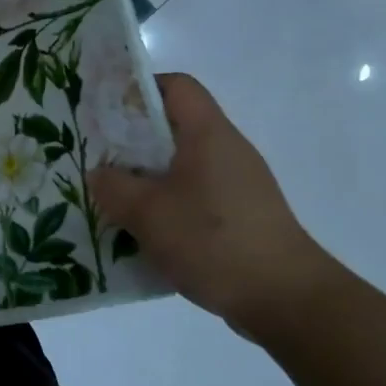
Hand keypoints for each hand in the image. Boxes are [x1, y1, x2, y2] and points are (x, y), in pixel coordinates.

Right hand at [90, 73, 338, 336]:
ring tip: (115, 199)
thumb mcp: (147, 212)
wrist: (286, 298)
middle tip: (99, 159)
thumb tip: (99, 174)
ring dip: (148, 177)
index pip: (176, 86)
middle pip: (176, 126)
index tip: (107, 113)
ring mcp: (239, 184)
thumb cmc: (213, 240)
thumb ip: (113, 187)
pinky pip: (196, 195)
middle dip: (134, 140)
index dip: (139, 89)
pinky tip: (147, 231)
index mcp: (208, 134)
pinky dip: (168, 204)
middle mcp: (227, 149)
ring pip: (183, 165)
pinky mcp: (242, 215)